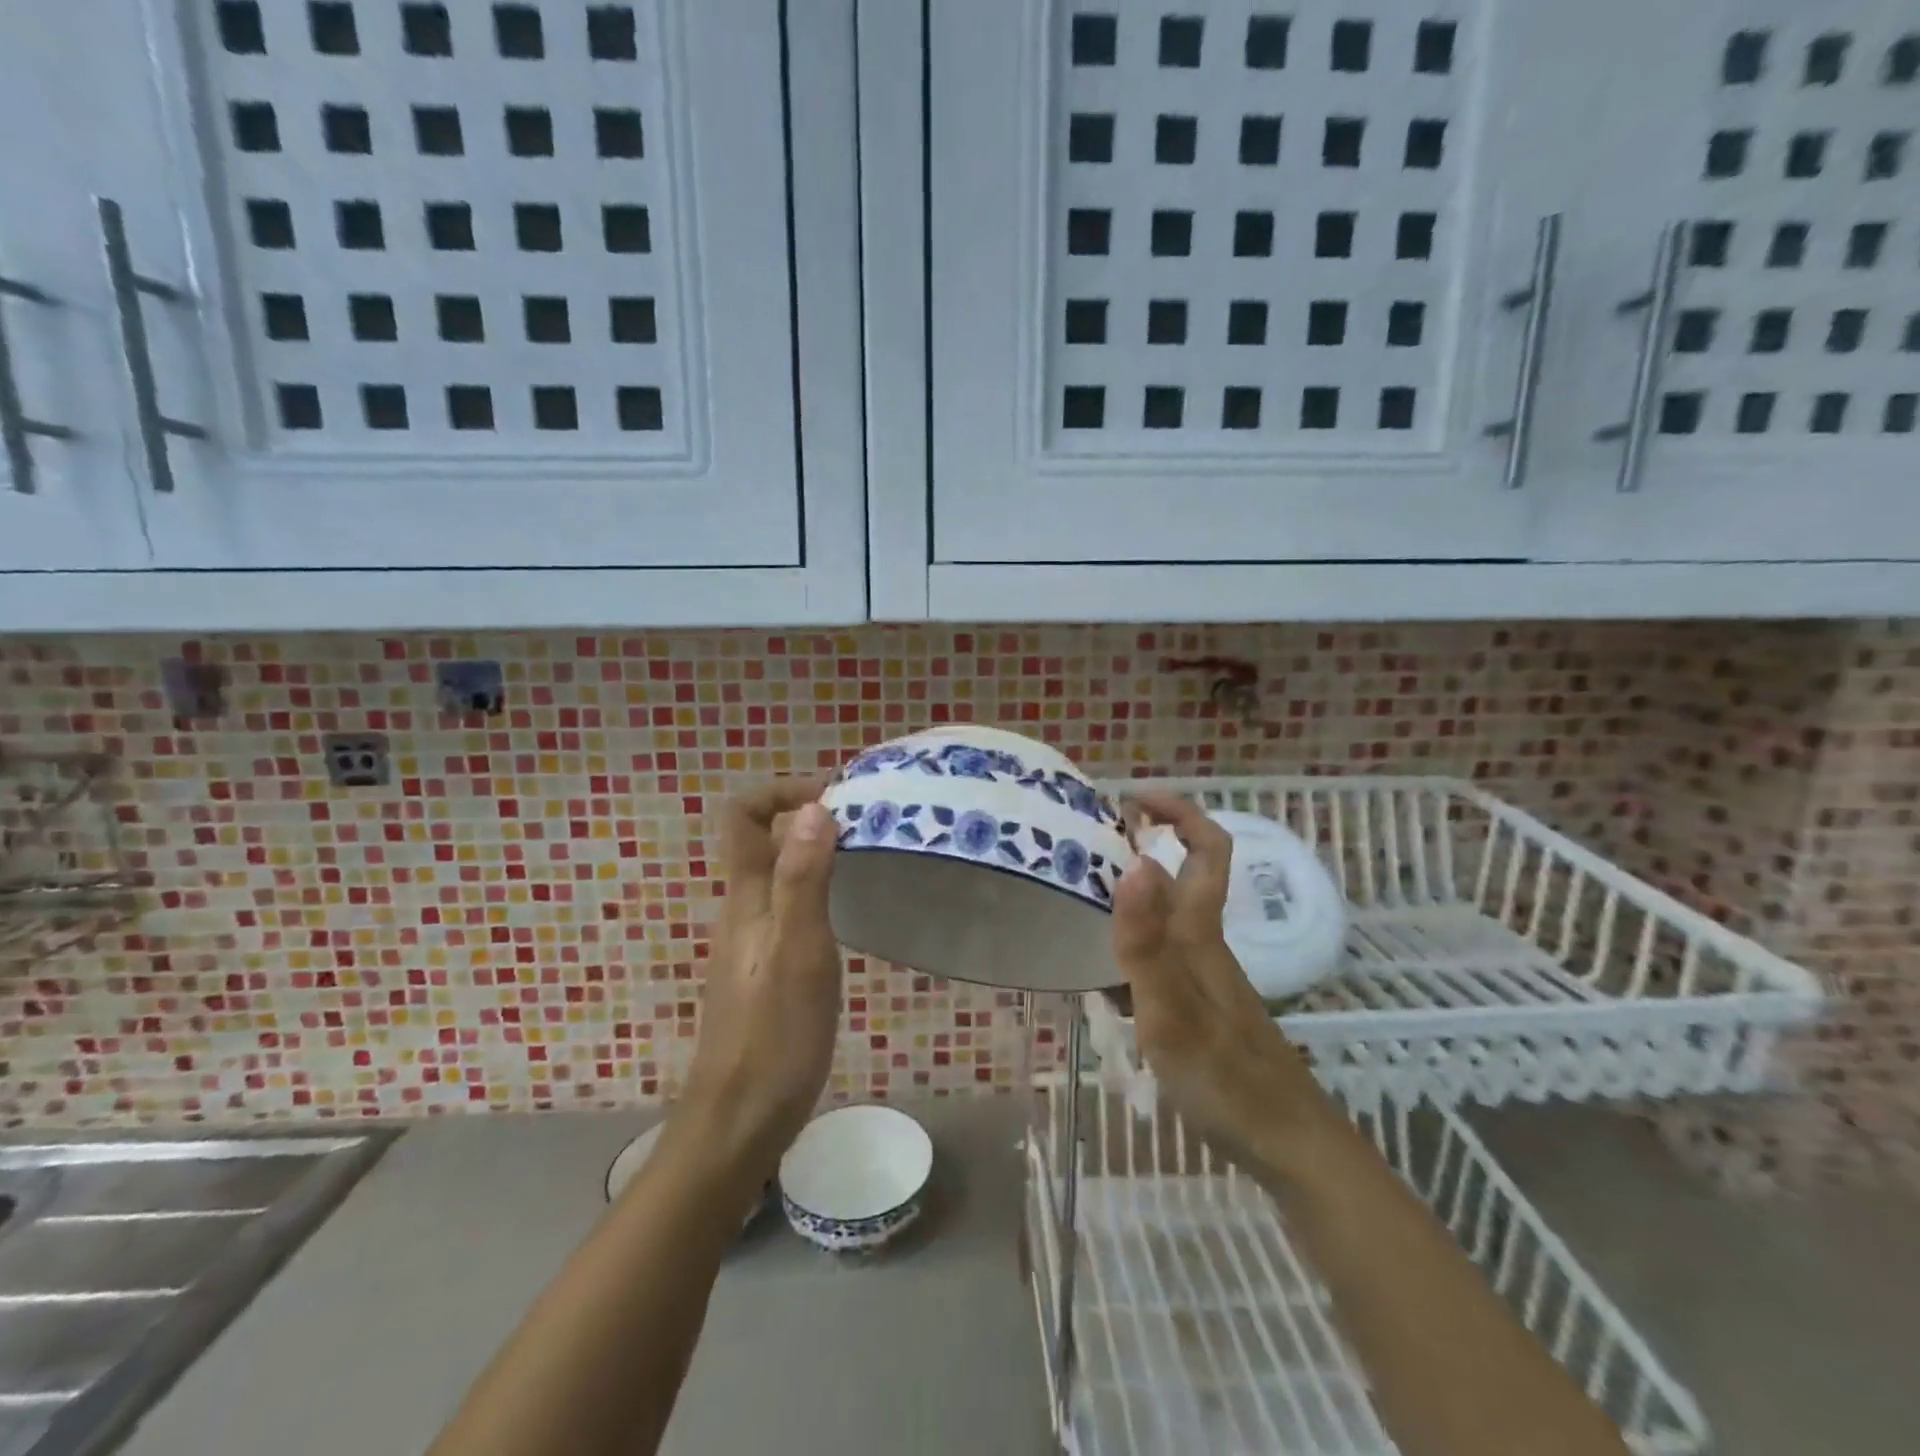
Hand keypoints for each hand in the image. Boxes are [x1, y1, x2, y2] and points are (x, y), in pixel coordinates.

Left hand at [679, 779, 841, 1180]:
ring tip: (873, 861)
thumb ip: (804, 879)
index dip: (781, 792)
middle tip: (870, 828)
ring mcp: (753, 941)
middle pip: (765, 840)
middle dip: (811, 819)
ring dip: (819, 855)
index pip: (743, 816)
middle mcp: (744, 909)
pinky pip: (791, 907)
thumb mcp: (798, 951)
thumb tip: (815, 808)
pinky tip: (854, 915)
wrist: (740, 1120)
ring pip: (781, 875)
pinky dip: (821, 891)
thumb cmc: (774, 1034)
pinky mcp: (767, 969)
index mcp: (745, 897)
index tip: (835, 798)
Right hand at [1111, 793, 1321, 1167]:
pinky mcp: (1197, 1004)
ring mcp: (1202, 975)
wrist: (1287, 1144)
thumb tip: (1135, 863)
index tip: (1131, 798)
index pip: (1206, 848)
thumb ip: (1148, 943)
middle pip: (1181, 874)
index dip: (1178, 811)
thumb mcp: (1173, 1012)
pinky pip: (1157, 953)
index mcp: (1200, 932)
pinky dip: (1127, 942)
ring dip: (1129, 894)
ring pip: (1165, 915)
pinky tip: (1097, 968)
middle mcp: (1203, 943)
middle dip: (1142, 845)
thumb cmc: (1227, 1078)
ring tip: (1076, 896)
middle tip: (1084, 844)